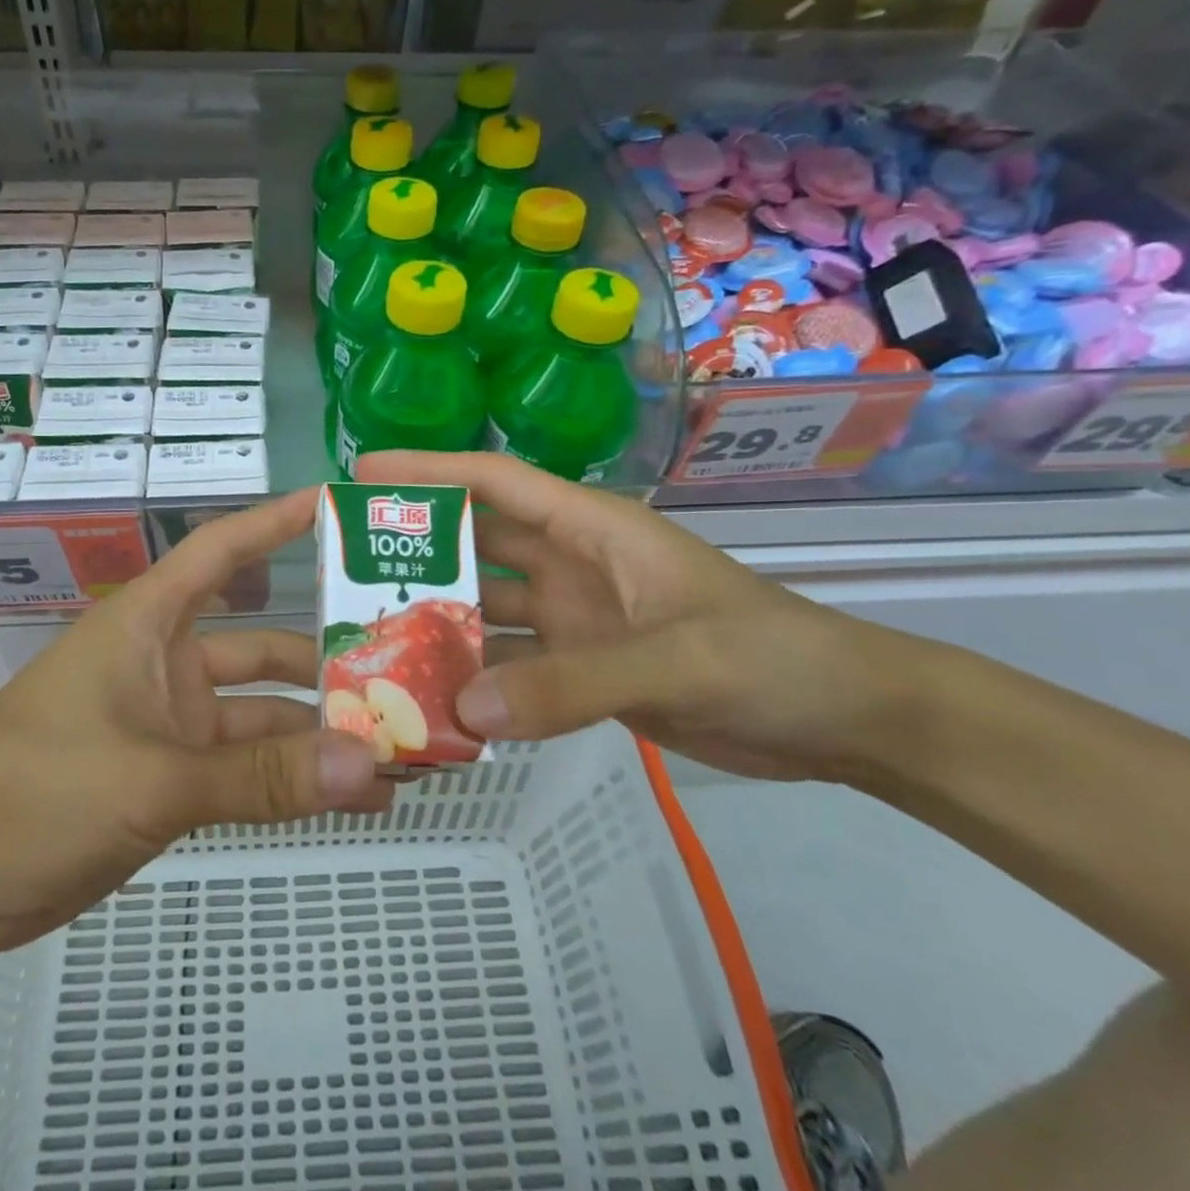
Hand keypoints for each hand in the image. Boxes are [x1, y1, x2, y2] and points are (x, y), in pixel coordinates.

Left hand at [0, 489, 389, 957]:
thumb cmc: (36, 790)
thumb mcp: (155, 778)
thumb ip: (263, 775)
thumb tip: (369, 768)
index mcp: (151, 624)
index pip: (223, 550)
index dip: (279, 521)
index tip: (341, 505)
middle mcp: (167, 661)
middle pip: (263, 642)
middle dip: (327, 657)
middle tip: (405, 667)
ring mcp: (170, 721)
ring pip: (260, 713)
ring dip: (318, 730)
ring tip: (396, 747)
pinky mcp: (169, 775)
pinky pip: (245, 765)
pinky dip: (289, 777)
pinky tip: (348, 793)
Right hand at [357, 451, 927, 782]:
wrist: (844, 720)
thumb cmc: (771, 657)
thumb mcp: (675, 659)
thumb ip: (572, 683)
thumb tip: (465, 709)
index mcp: (590, 528)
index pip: (495, 482)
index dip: (428, 470)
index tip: (361, 473)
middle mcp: (571, 564)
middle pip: (478, 542)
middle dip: (417, 546)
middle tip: (345, 565)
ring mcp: (575, 618)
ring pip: (488, 608)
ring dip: (441, 619)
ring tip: (373, 637)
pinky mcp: (584, 668)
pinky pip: (512, 666)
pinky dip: (476, 678)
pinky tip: (434, 697)